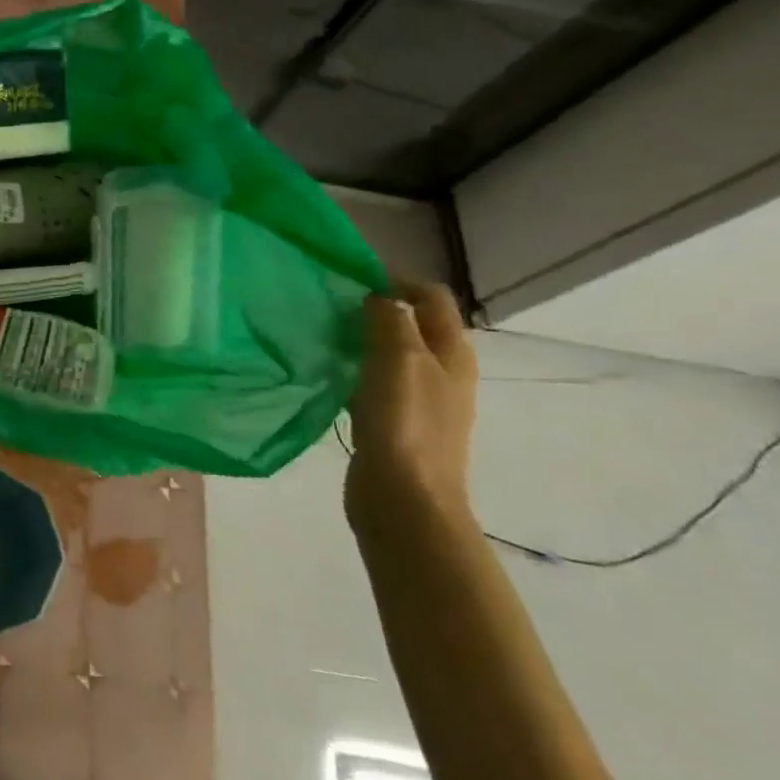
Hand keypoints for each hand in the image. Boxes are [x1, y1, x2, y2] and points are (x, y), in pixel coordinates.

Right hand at [344, 282, 478, 537]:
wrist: (405, 499)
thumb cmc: (404, 422)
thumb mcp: (398, 358)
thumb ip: (389, 320)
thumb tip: (378, 295)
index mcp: (453, 353)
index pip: (433, 297)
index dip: (398, 280)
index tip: (354, 280)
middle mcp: (444, 373)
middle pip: (414, 325)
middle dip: (377, 309)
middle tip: (334, 308)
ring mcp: (422, 401)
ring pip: (393, 354)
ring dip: (364, 340)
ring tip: (327, 337)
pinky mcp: (397, 424)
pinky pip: (377, 383)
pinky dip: (357, 371)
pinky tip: (332, 377)